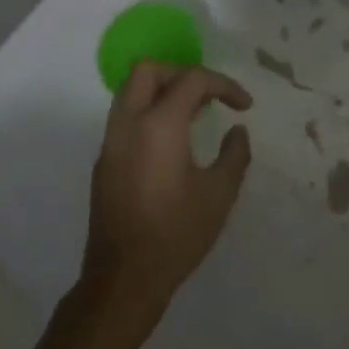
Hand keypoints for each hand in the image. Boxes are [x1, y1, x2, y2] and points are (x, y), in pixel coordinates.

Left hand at [81, 62, 253, 319]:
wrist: (124, 278)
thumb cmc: (176, 234)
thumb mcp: (219, 195)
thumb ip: (234, 154)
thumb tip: (238, 131)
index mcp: (158, 125)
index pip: (191, 80)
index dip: (223, 85)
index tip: (244, 106)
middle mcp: (128, 124)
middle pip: (148, 71)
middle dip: (182, 73)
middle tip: (208, 97)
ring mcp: (110, 142)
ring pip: (130, 91)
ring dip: (162, 91)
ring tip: (193, 115)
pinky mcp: (104, 161)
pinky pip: (124, 118)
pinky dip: (148, 113)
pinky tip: (171, 142)